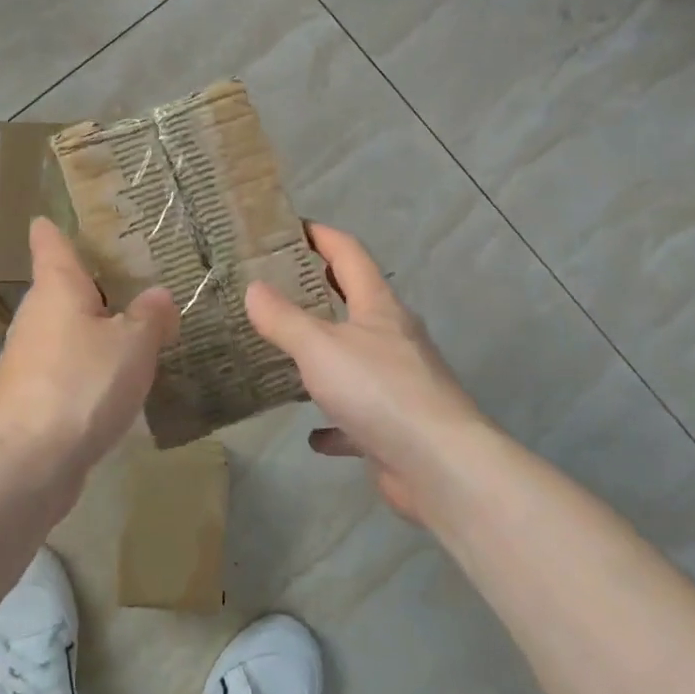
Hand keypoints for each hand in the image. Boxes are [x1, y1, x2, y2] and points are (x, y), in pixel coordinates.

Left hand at [0, 218, 177, 498]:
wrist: (27, 465)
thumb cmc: (82, 385)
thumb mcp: (133, 345)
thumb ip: (151, 315)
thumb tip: (158, 297)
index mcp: (56, 286)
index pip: (50, 239)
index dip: (61, 225)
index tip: (85, 217)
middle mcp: (35, 314)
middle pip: (63, 285)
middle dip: (98, 282)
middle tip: (142, 276)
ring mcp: (28, 357)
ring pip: (67, 328)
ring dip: (96, 327)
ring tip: (140, 327)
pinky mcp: (30, 395)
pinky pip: (67, 365)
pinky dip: (89, 365)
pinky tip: (119, 381)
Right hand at [245, 223, 486, 524]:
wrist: (440, 467)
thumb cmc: (379, 390)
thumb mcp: (319, 347)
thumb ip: (283, 318)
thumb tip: (253, 288)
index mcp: (379, 307)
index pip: (349, 253)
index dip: (320, 235)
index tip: (288, 227)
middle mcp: (393, 337)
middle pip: (355, 301)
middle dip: (319, 289)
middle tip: (275, 284)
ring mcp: (398, 382)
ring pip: (355, 358)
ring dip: (325, 355)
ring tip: (286, 353)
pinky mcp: (396, 425)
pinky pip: (358, 416)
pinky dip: (335, 421)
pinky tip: (313, 433)